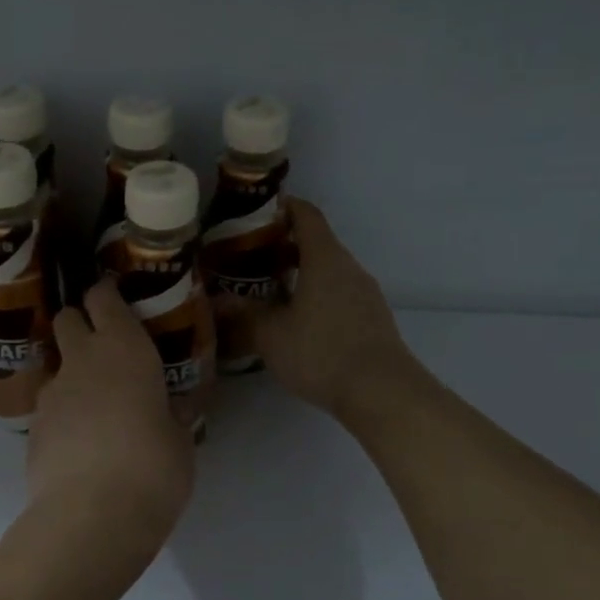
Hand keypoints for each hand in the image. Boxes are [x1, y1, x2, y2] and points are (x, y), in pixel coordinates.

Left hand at [26, 278, 194, 548]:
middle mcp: (81, 361)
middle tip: (103, 349)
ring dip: (72, 377)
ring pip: (56, 368)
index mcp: (124, 349)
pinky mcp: (31, 430)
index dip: (106, 294)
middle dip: (79, 324)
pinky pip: (49, 410)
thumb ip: (170, 416)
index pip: (103, 298)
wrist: (91, 515)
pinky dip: (62, 417)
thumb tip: (169, 411)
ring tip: (96, 411)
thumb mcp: (180, 440)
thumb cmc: (153, 467)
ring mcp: (50, 394)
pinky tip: (80, 447)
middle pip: (67, 319)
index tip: (113, 297)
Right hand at [252, 198, 414, 419]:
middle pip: (317, 244)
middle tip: (249, 260)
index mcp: (325, 259)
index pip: (306, 216)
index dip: (283, 208)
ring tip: (268, 292)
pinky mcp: (372, 319)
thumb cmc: (321, 352)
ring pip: (329, 272)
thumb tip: (218, 301)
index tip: (256, 213)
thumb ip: (244, 315)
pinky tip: (297, 322)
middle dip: (284, 247)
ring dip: (301, 275)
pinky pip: (339, 295)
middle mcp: (349, 268)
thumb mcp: (271, 335)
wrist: (381, 391)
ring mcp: (365, 294)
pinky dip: (317, 297)